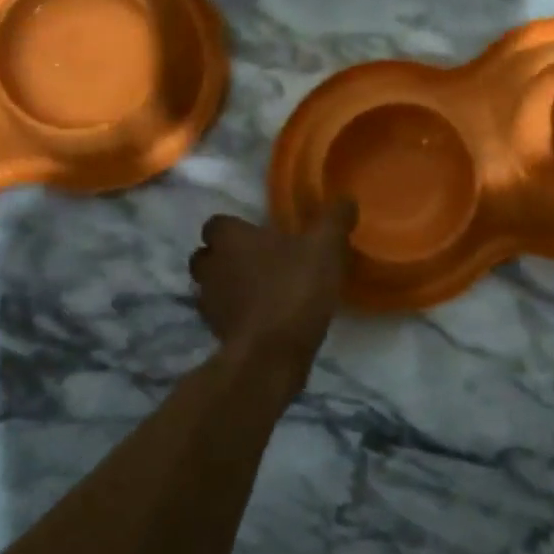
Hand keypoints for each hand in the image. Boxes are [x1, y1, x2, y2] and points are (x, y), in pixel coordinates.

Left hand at [188, 201, 357, 362]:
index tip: (260, 234)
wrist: (271, 353)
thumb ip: (334, 219)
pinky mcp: (215, 333)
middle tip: (261, 261)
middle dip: (227, 257)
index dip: (236, 227)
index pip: (217, 223)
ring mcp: (208, 302)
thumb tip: (346, 199)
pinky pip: (222, 316)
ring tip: (262, 291)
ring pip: (211, 286)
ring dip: (230, 286)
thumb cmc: (294, 288)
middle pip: (208, 255)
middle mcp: (211, 265)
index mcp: (231, 238)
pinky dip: (236, 315)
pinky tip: (263, 318)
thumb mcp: (325, 247)